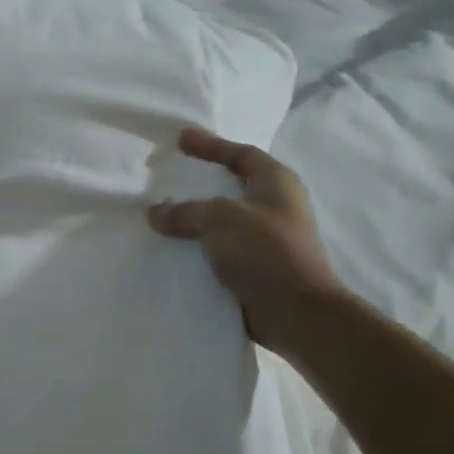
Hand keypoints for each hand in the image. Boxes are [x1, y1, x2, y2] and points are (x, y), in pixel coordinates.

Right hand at [148, 127, 344, 353]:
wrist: (297, 314)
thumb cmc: (266, 252)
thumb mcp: (220, 219)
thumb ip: (185, 211)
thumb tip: (155, 212)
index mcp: (276, 183)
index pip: (241, 153)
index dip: (211, 145)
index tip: (180, 139)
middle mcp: (275, 206)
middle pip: (231, 184)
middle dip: (199, 181)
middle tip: (166, 176)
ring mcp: (267, 239)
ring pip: (223, 219)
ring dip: (195, 217)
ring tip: (162, 213)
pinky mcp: (256, 268)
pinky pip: (220, 248)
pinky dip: (198, 246)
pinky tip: (173, 248)